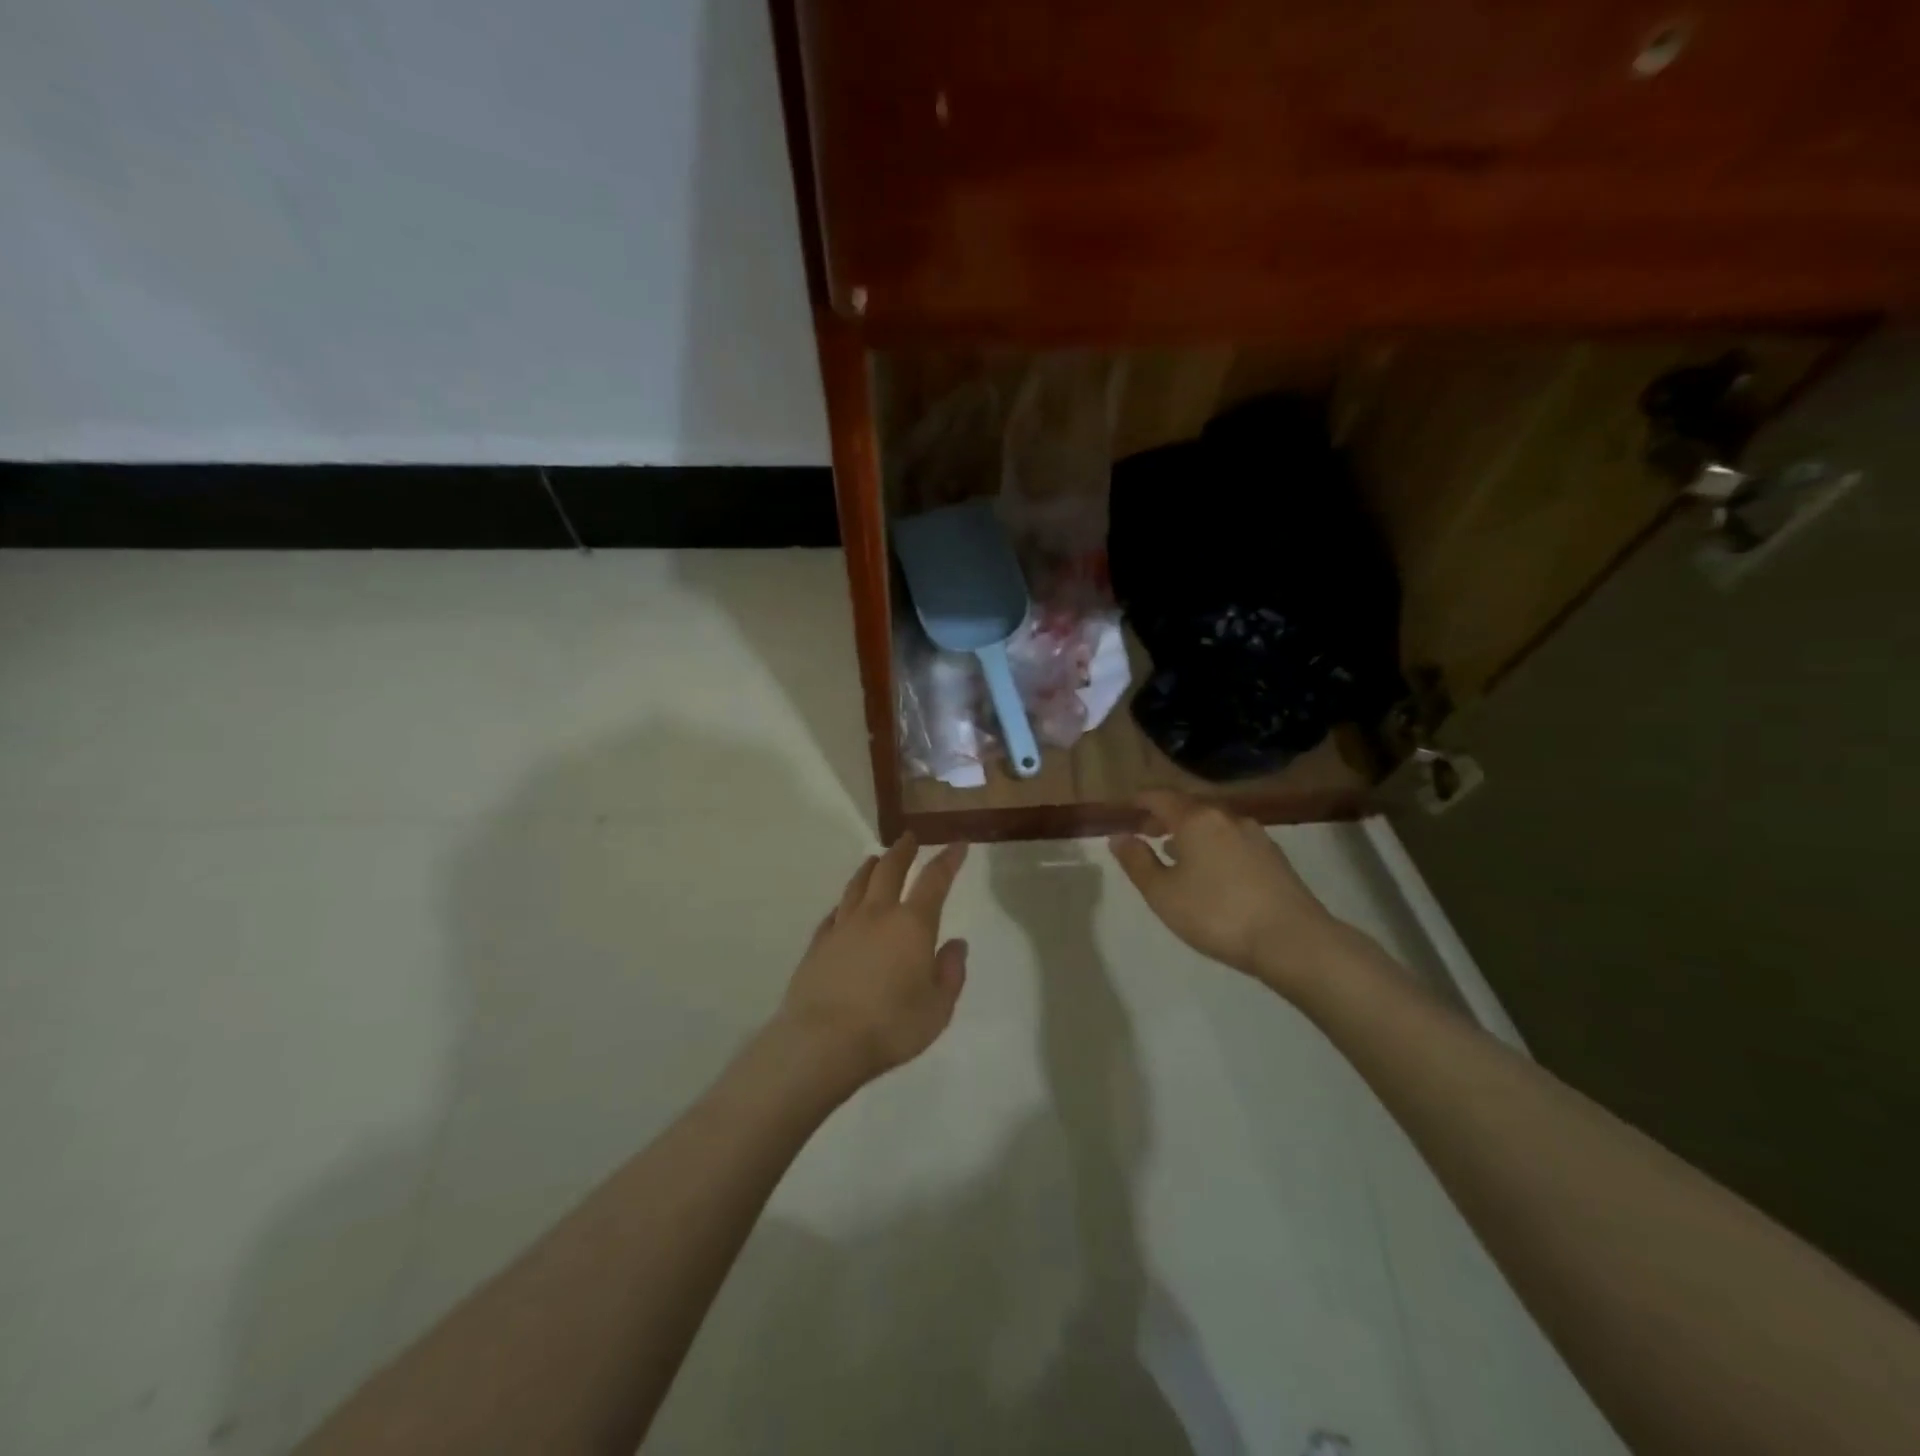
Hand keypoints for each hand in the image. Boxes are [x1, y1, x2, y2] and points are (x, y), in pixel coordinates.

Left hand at [777, 834, 970, 1084]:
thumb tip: (956, 944)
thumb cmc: (890, 1026)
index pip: (934, 881)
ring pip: (857, 885)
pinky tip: (843, 907)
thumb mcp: (937, 1008)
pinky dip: (844, 903)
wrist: (822, 1042)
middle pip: (889, 870)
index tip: (957, 844)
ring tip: (875, 859)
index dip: (948, 860)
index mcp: (912, 925)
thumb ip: (951, 973)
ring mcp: (843, 926)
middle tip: (909, 838)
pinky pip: (834, 913)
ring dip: (870, 868)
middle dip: (903, 851)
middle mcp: (877, 915)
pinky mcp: (818, 944)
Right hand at [1109, 791, 1352, 994]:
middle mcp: (1226, 817)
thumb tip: (1119, 837)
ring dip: (1190, 832)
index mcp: (1196, 819)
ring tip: (1176, 853)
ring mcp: (1255, 834)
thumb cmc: (1216, 914)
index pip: (1161, 797)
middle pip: (1189, 806)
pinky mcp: (1273, 855)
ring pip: (1213, 823)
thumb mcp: (1163, 893)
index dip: (1140, 801)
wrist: (1292, 939)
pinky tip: (1211, 870)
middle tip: (1146, 832)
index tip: (1126, 809)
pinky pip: (1232, 839)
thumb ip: (1137, 862)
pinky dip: (1213, 844)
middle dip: (1165, 816)